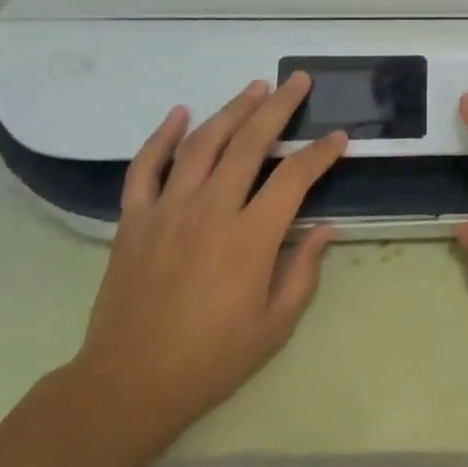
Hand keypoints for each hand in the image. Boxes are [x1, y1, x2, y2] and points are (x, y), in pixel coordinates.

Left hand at [69, 74, 347, 461]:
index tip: (339, 137)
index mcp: (251, 237)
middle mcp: (211, 210)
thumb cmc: (211, 360)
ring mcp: (168, 210)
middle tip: (297, 80)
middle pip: (251, 142)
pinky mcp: (134, 219)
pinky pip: (146, 166)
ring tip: (254, 87)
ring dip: (232, 109)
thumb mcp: (274, 326)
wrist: (127, 385)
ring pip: (203, 143)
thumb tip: (326, 227)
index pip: (295, 177)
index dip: (321, 153)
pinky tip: (179, 113)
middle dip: (279, 106)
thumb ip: (304, 271)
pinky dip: (161, 136)